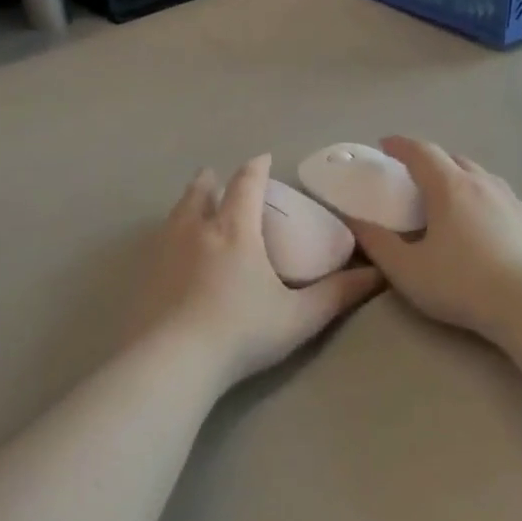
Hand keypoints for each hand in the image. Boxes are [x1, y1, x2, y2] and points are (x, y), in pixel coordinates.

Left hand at [130, 154, 380, 387]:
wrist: (173, 362)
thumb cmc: (242, 332)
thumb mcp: (299, 317)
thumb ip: (338, 294)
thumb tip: (377, 274)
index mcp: (234, 231)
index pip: (245, 185)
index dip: (255, 168)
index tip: (262, 159)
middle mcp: (196, 231)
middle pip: (201, 193)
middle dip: (211, 182)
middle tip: (215, 178)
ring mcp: (164, 252)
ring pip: (175, 214)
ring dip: (187, 203)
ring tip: (193, 205)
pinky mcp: (144, 276)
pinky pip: (158, 242)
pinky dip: (169, 234)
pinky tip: (171, 252)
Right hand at [347, 137, 521, 341]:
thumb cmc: (461, 284)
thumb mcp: (406, 269)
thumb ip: (376, 242)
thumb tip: (352, 219)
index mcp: (450, 188)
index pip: (421, 152)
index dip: (400, 145)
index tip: (386, 144)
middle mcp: (483, 184)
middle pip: (454, 159)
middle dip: (431, 161)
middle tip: (415, 177)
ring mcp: (512, 201)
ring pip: (482, 177)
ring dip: (460, 178)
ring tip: (449, 198)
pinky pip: (501, 198)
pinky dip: (484, 199)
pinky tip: (483, 223)